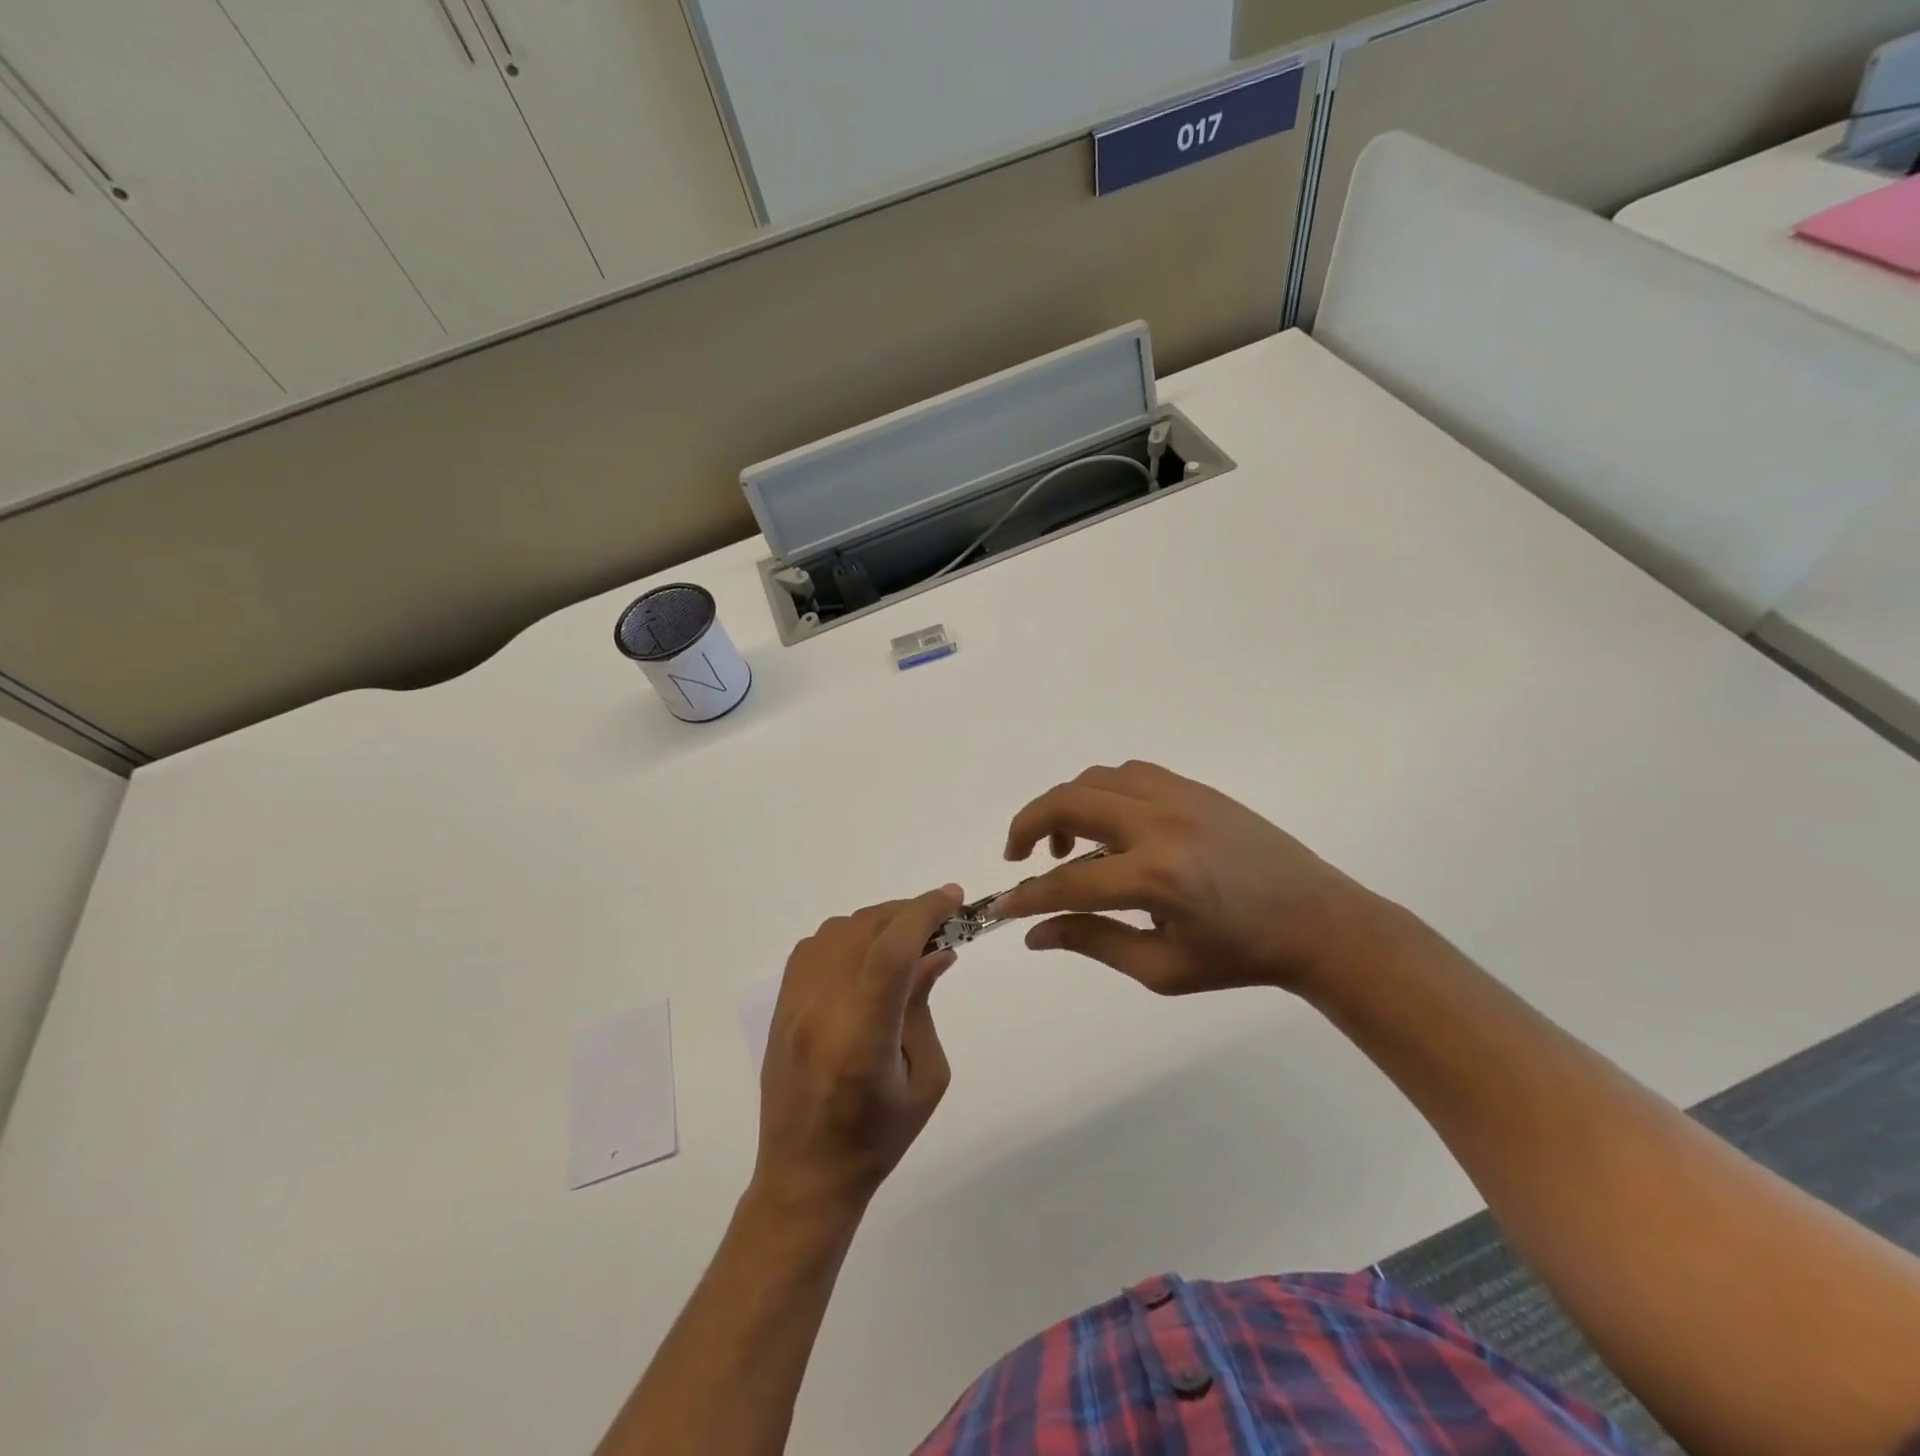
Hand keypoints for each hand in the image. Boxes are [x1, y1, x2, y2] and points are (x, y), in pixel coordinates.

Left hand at [753, 886, 965, 1215]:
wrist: (804, 1174)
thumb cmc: (877, 1138)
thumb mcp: (926, 1078)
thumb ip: (925, 1006)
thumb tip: (936, 951)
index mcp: (863, 1038)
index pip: (892, 952)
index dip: (925, 912)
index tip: (954, 899)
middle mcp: (822, 1010)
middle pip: (866, 930)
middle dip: (909, 913)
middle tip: (940, 923)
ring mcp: (795, 1004)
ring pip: (839, 930)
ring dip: (878, 923)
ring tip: (905, 940)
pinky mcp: (781, 1004)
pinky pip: (816, 945)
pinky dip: (849, 936)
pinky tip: (867, 957)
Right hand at [994, 761, 1385, 996]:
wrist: (1318, 920)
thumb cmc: (1240, 957)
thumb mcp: (1163, 969)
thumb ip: (1094, 942)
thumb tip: (1035, 933)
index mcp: (1156, 878)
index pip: (1069, 881)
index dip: (1029, 895)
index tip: (1003, 905)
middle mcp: (1161, 824)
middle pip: (1069, 803)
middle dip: (1028, 825)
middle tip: (1018, 855)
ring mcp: (1179, 797)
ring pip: (1095, 779)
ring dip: (1065, 804)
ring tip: (1066, 842)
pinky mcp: (1195, 788)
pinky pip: (1130, 773)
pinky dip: (1101, 791)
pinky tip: (1108, 823)